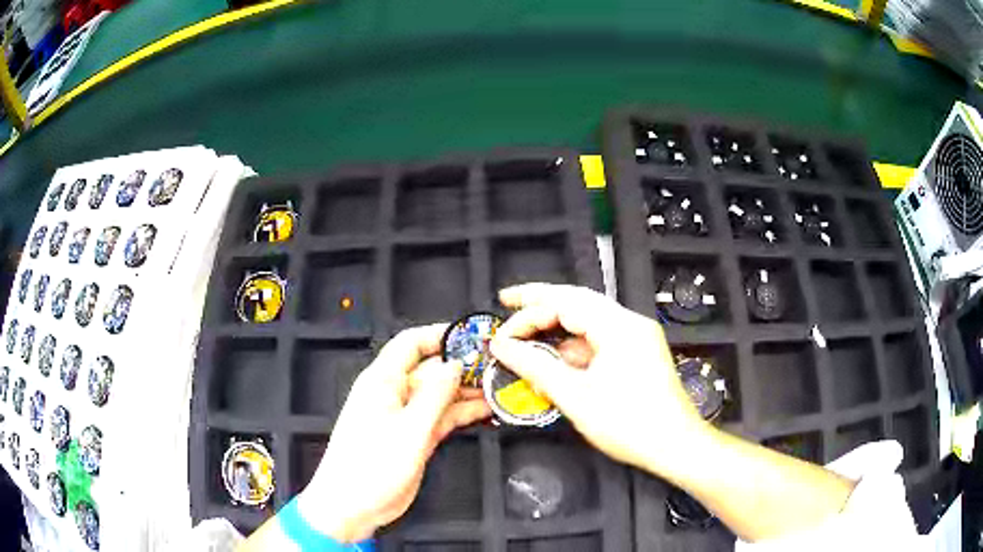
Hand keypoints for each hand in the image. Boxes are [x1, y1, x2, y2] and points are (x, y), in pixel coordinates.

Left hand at [298, 324, 491, 542]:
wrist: (353, 505)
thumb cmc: (372, 465)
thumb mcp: (409, 429)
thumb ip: (435, 395)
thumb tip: (456, 364)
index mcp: (383, 381)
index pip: (411, 344)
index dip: (439, 335)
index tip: (472, 336)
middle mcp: (395, 394)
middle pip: (431, 370)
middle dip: (462, 366)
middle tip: (498, 366)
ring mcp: (406, 417)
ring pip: (440, 395)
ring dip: (467, 392)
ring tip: (501, 388)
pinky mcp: (415, 438)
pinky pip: (442, 418)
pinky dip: (463, 414)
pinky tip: (487, 411)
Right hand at [489, 283, 711, 474]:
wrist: (676, 446)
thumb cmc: (629, 424)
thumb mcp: (575, 396)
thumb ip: (535, 366)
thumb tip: (502, 346)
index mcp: (619, 326)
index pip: (564, 303)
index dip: (527, 313)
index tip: (501, 333)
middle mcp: (630, 323)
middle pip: (577, 301)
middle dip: (540, 303)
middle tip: (507, 303)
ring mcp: (638, 337)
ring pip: (588, 320)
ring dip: (558, 328)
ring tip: (526, 337)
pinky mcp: (639, 353)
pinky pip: (600, 339)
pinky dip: (575, 346)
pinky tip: (557, 360)